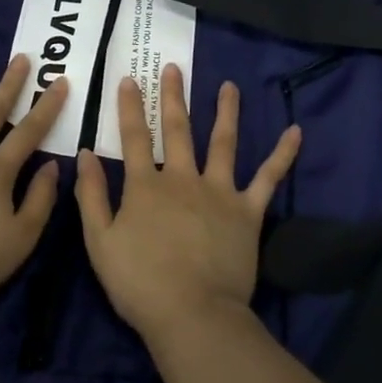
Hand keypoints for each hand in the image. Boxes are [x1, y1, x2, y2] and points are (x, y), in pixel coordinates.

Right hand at [74, 63, 300, 346]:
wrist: (193, 314)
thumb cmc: (140, 283)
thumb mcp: (99, 242)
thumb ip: (91, 195)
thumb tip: (85, 154)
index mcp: (146, 186)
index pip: (135, 137)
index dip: (130, 107)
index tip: (130, 79)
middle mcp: (183, 178)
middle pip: (178, 129)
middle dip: (173, 97)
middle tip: (173, 68)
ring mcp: (219, 192)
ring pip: (223, 143)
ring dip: (226, 112)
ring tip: (229, 87)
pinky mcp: (248, 211)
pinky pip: (268, 178)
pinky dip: (282, 155)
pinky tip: (296, 132)